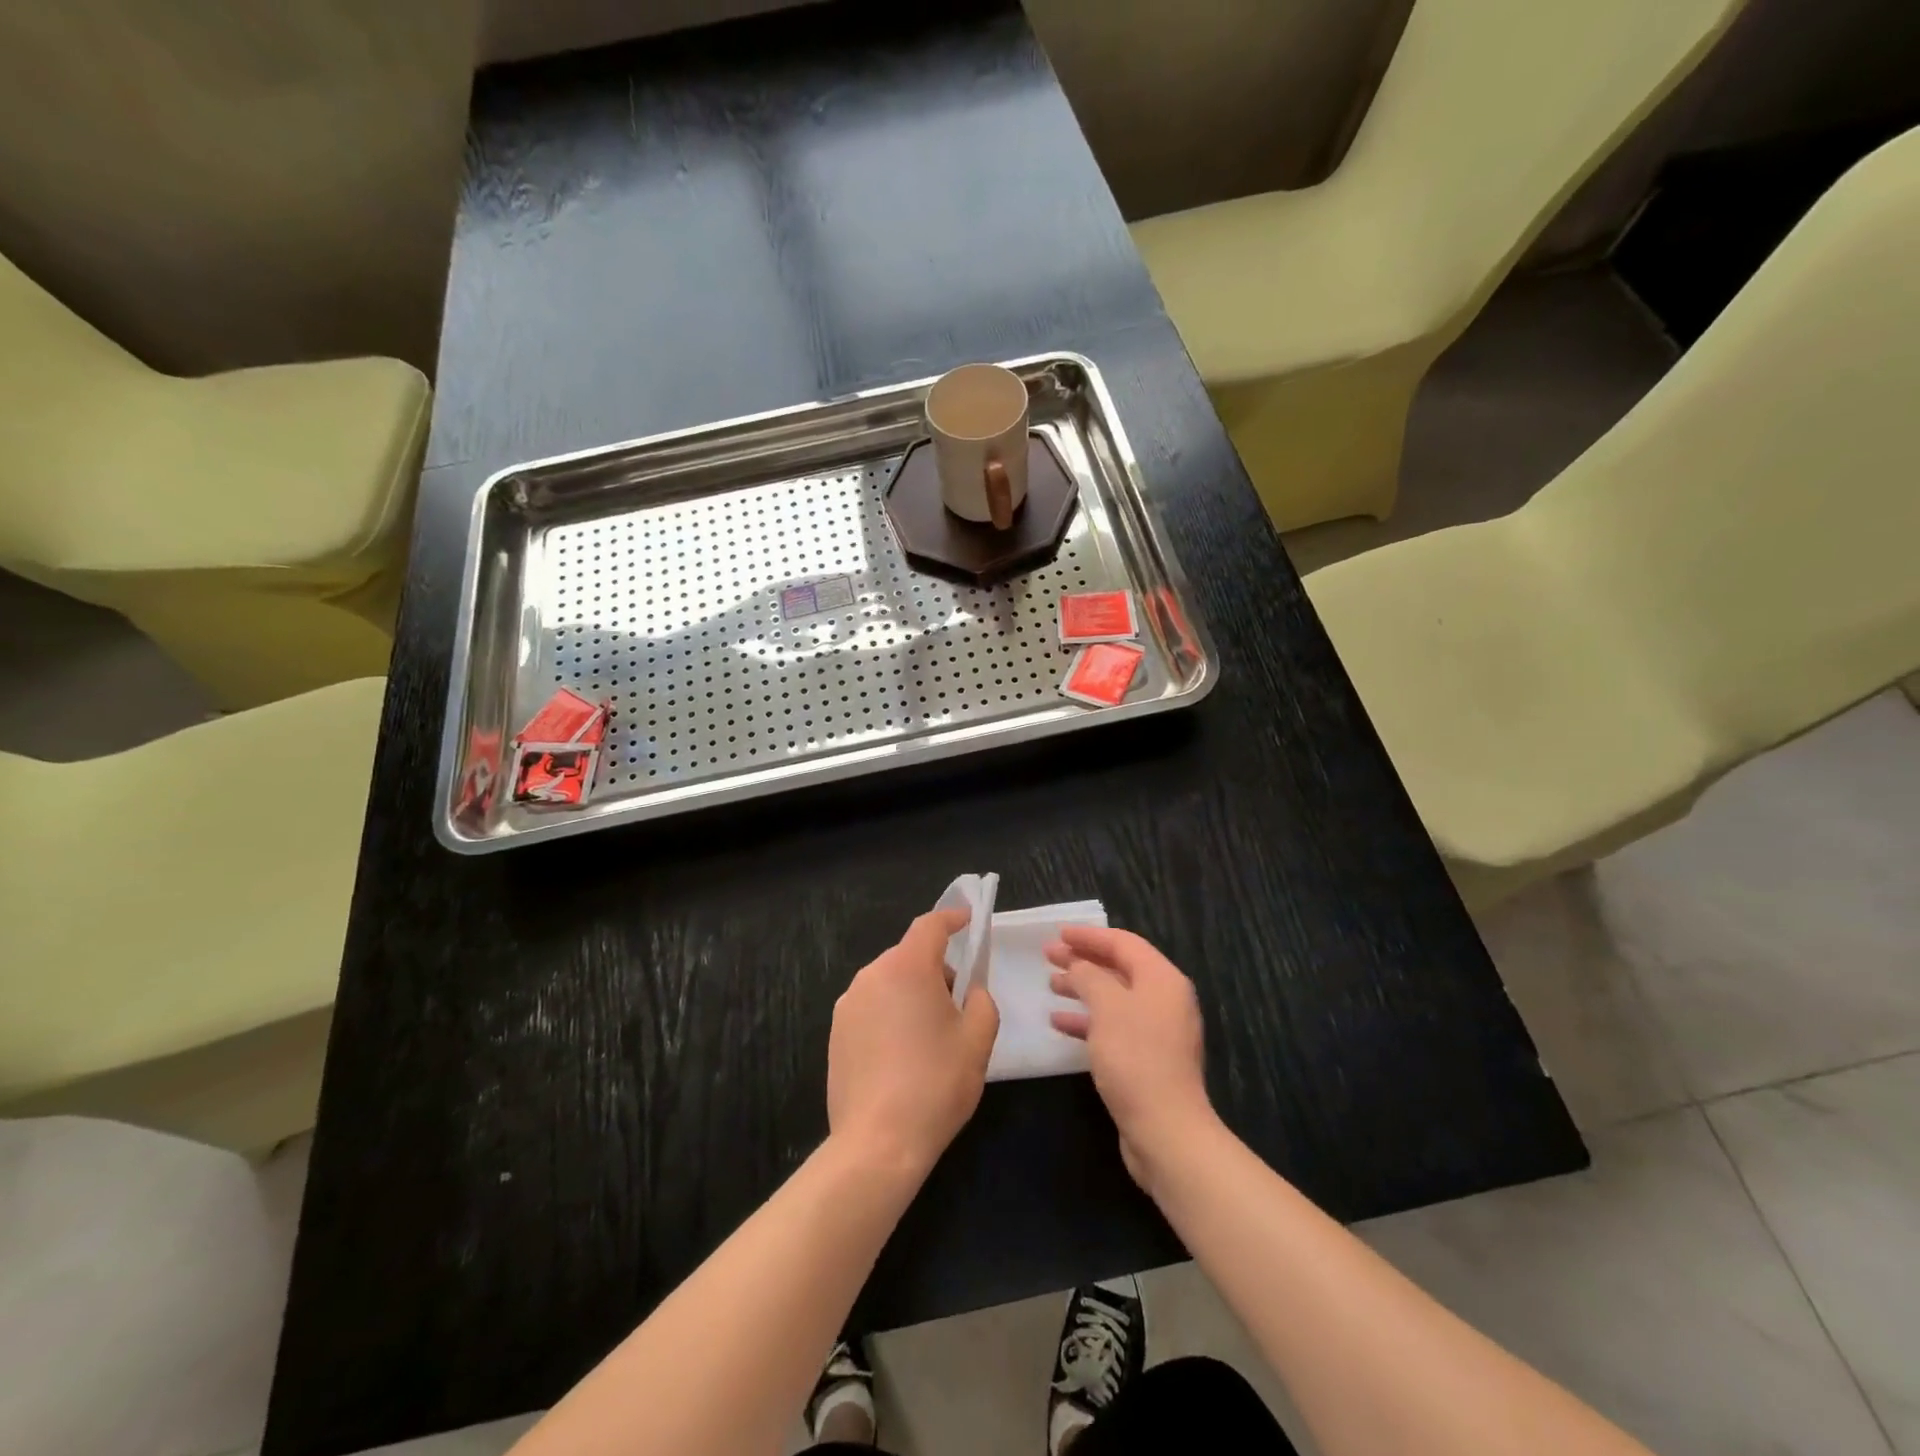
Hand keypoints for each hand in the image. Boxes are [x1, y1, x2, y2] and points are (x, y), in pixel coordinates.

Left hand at [828, 909, 999, 1177]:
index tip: (967, 920)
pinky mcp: (835, 1033)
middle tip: (958, 1002)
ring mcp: (848, 1005)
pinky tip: (902, 1056)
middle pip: (909, 956)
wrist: (878, 1143)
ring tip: (930, 1036)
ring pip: (888, 983)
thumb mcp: (978, 1039)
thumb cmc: (936, 1084)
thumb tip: (970, 991)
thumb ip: (982, 1001)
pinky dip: (890, 1016)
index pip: (930, 926)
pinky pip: (871, 1008)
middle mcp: (872, 976)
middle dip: (935, 968)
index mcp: (907, 968)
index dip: (951, 919)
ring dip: (911, 994)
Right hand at [1046, 926, 1216, 1192]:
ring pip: (1114, 997)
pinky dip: (1088, 1020)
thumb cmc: (1135, 1058)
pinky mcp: (1147, 1059)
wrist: (1166, 1131)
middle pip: (1119, 968)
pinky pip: (1113, 1026)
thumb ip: (1090, 976)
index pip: (1124, 943)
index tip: (1058, 934)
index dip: (1089, 935)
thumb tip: (1080, 965)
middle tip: (1048, 956)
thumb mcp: (1107, 1007)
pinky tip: (1059, 1023)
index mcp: (1162, 979)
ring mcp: (1157, 1031)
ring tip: (1051, 985)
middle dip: (1083, 960)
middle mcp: (1164, 1000)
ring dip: (1082, 988)